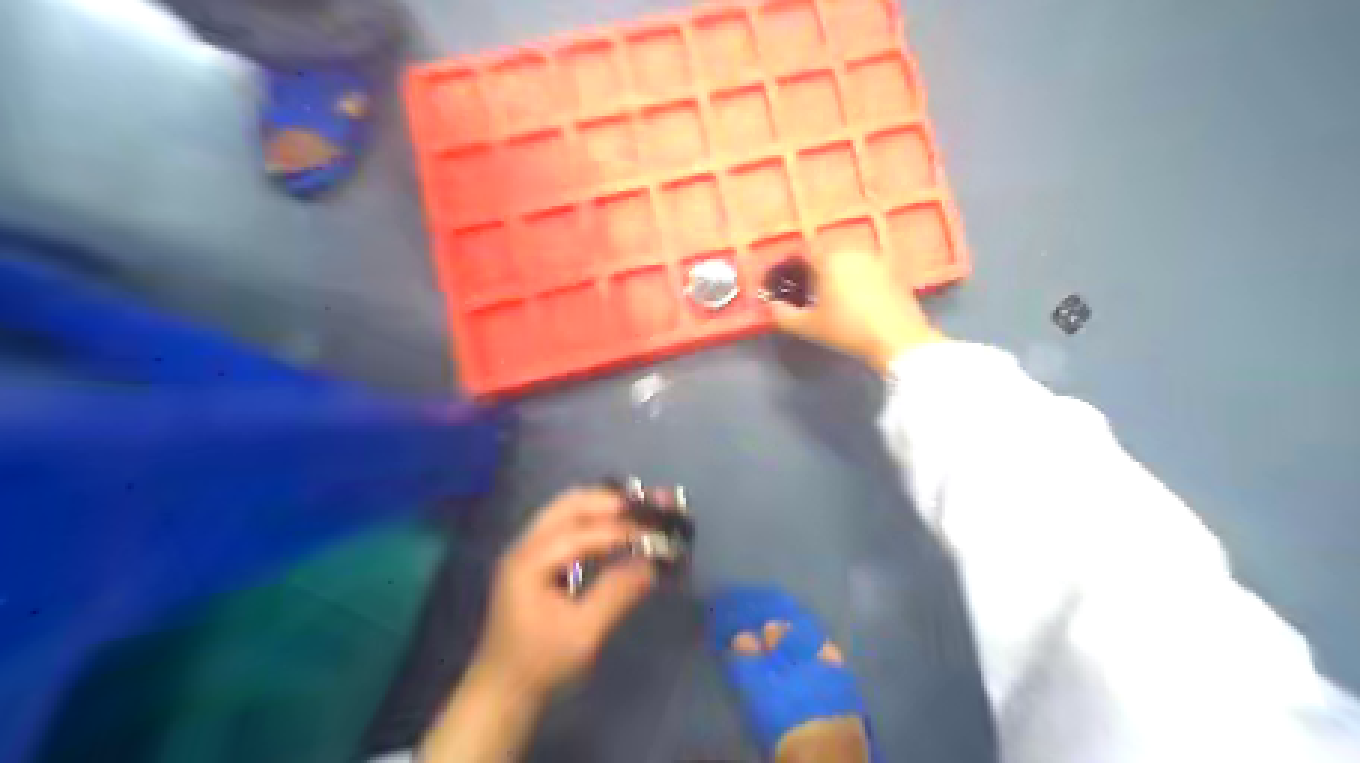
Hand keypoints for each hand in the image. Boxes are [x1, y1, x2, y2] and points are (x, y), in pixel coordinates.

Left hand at [425, 489, 660, 761]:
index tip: (657, 532)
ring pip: (567, 509)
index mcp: (530, 562)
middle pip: (570, 504)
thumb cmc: (541, 664)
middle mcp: (526, 545)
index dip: (621, 529)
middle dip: (612, 501)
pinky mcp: (536, 559)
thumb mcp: (583, 634)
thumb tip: (652, 564)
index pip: (581, 532)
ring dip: (603, 505)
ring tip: (639, 509)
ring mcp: (528, 549)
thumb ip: (616, 594)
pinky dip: (594, 518)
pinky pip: (567, 524)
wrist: (501, 691)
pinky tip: (617, 528)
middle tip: (650, 505)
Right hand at [775, 248, 947, 368]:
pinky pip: (866, 270)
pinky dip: (857, 280)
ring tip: (831, 296)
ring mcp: (876, 259)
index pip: (803, 252)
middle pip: (826, 255)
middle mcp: (852, 251)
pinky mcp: (893, 271)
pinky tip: (856, 300)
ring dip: (837, 274)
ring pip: (848, 261)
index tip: (785, 280)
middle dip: (814, 270)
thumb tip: (770, 306)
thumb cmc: (848, 329)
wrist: (898, 338)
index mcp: (829, 259)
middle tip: (806, 290)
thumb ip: (783, 315)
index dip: (791, 265)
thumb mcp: (808, 326)